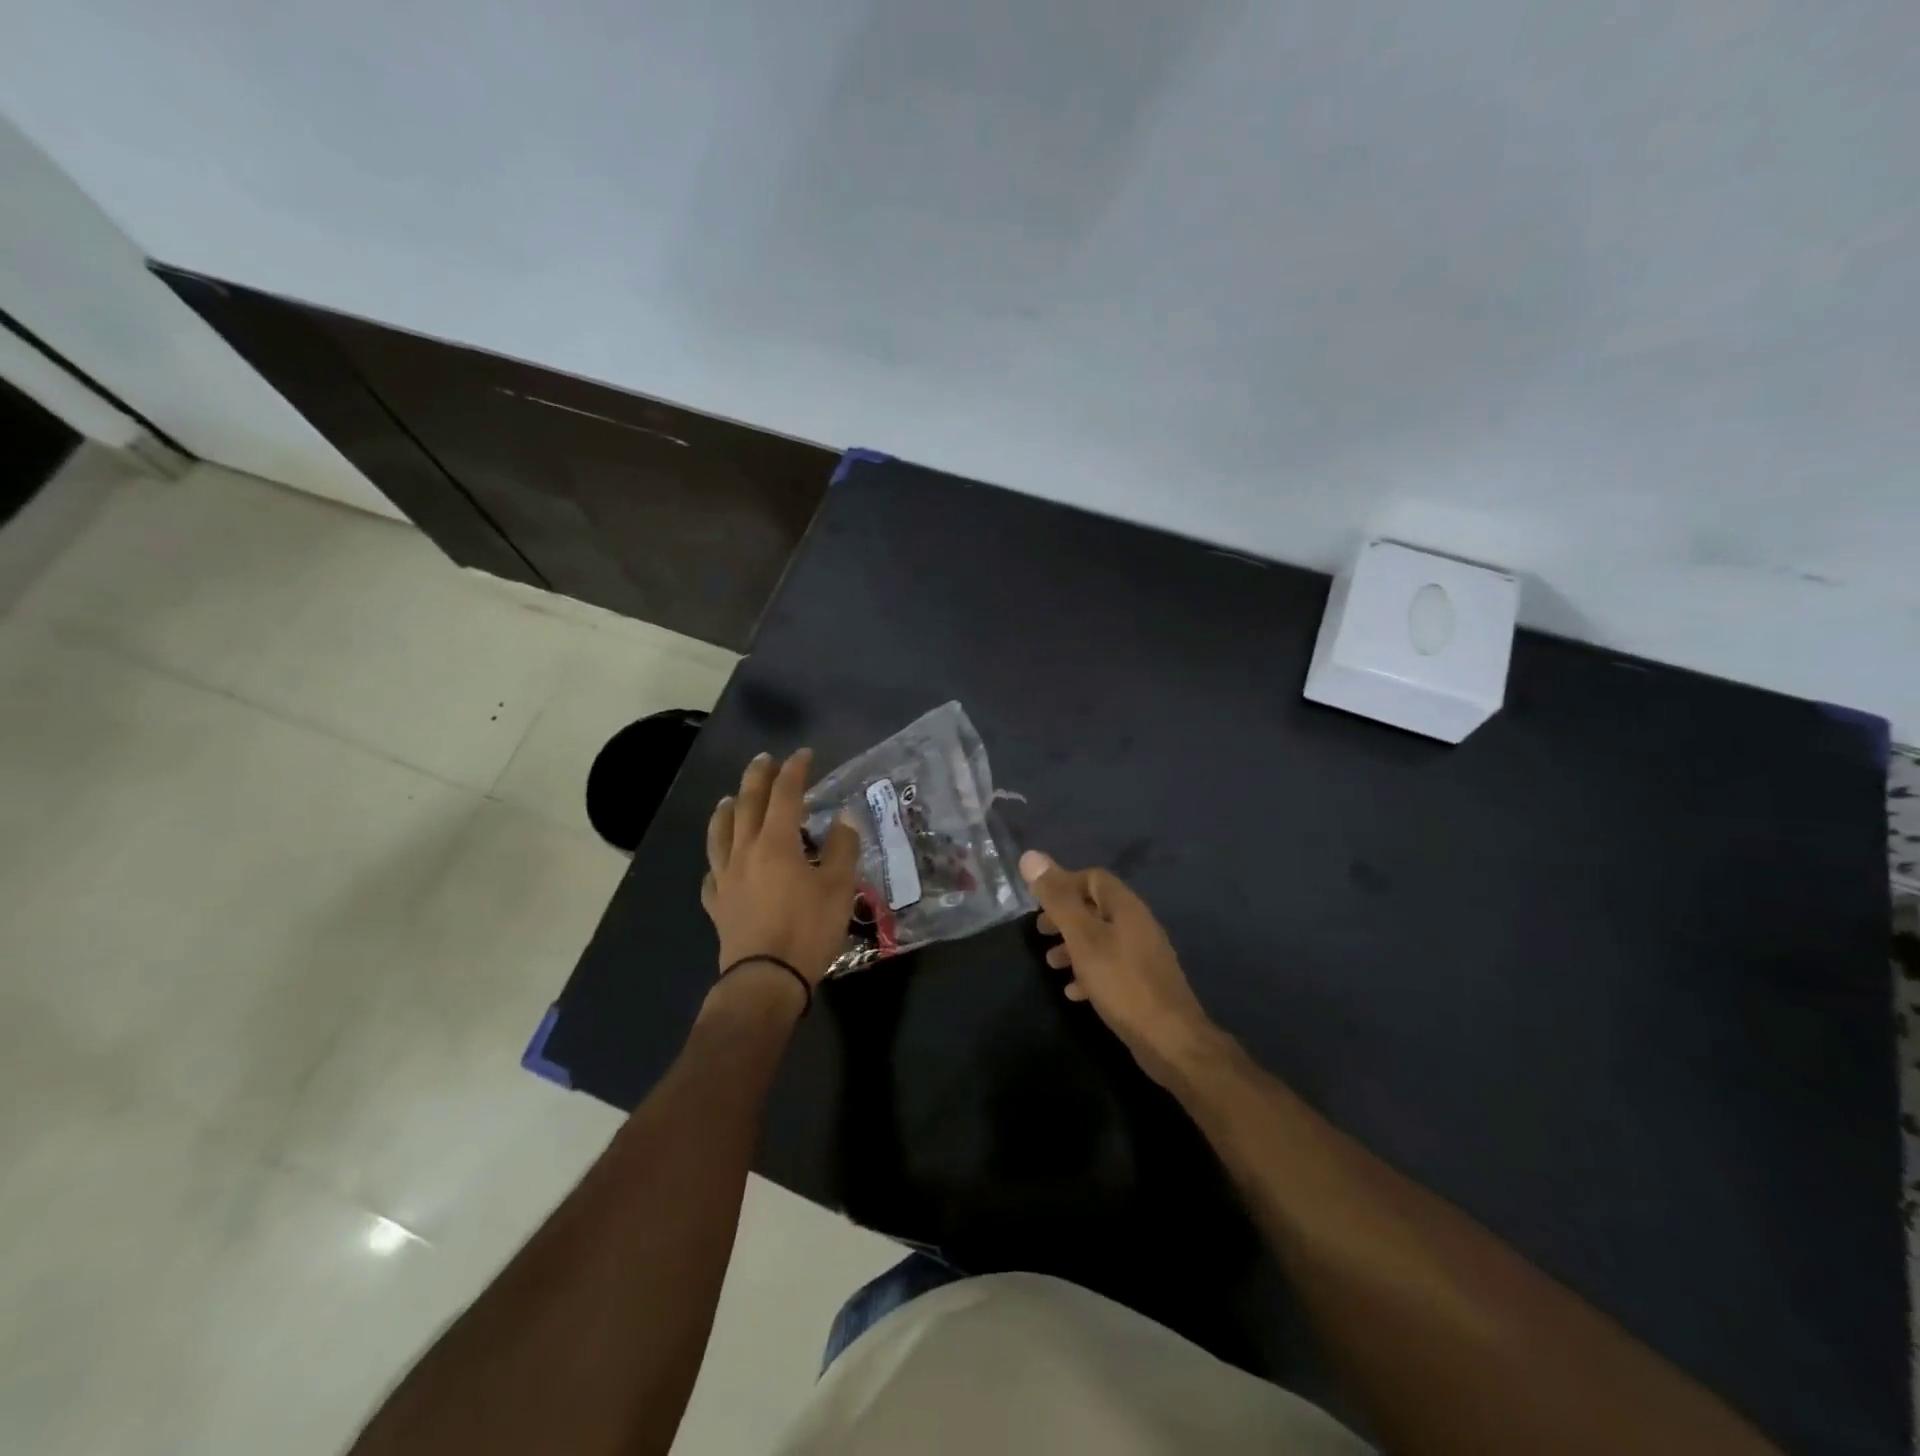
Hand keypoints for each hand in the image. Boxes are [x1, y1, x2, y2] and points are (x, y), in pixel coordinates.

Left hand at [702, 749, 858, 996]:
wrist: (766, 980)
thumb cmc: (807, 929)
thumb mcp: (838, 887)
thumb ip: (841, 848)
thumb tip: (843, 818)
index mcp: (776, 843)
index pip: (785, 795)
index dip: (795, 771)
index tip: (804, 755)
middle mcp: (745, 852)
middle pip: (747, 805)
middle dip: (757, 778)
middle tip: (764, 759)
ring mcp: (726, 878)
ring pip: (720, 834)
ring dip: (726, 811)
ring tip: (730, 799)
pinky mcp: (717, 905)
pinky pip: (713, 874)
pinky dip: (718, 860)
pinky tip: (721, 863)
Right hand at [1022, 849, 1222, 1086]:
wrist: (1171, 1040)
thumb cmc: (1122, 982)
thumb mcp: (1082, 938)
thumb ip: (1057, 899)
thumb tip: (1030, 856)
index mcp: (1126, 906)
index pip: (1094, 877)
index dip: (1065, 883)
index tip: (1038, 901)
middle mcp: (1138, 924)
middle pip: (1096, 908)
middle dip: (1065, 917)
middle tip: (1040, 931)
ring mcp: (1143, 955)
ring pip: (1101, 939)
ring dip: (1074, 946)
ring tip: (1051, 963)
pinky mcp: (1143, 983)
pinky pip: (1111, 967)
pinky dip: (1089, 972)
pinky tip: (1073, 992)